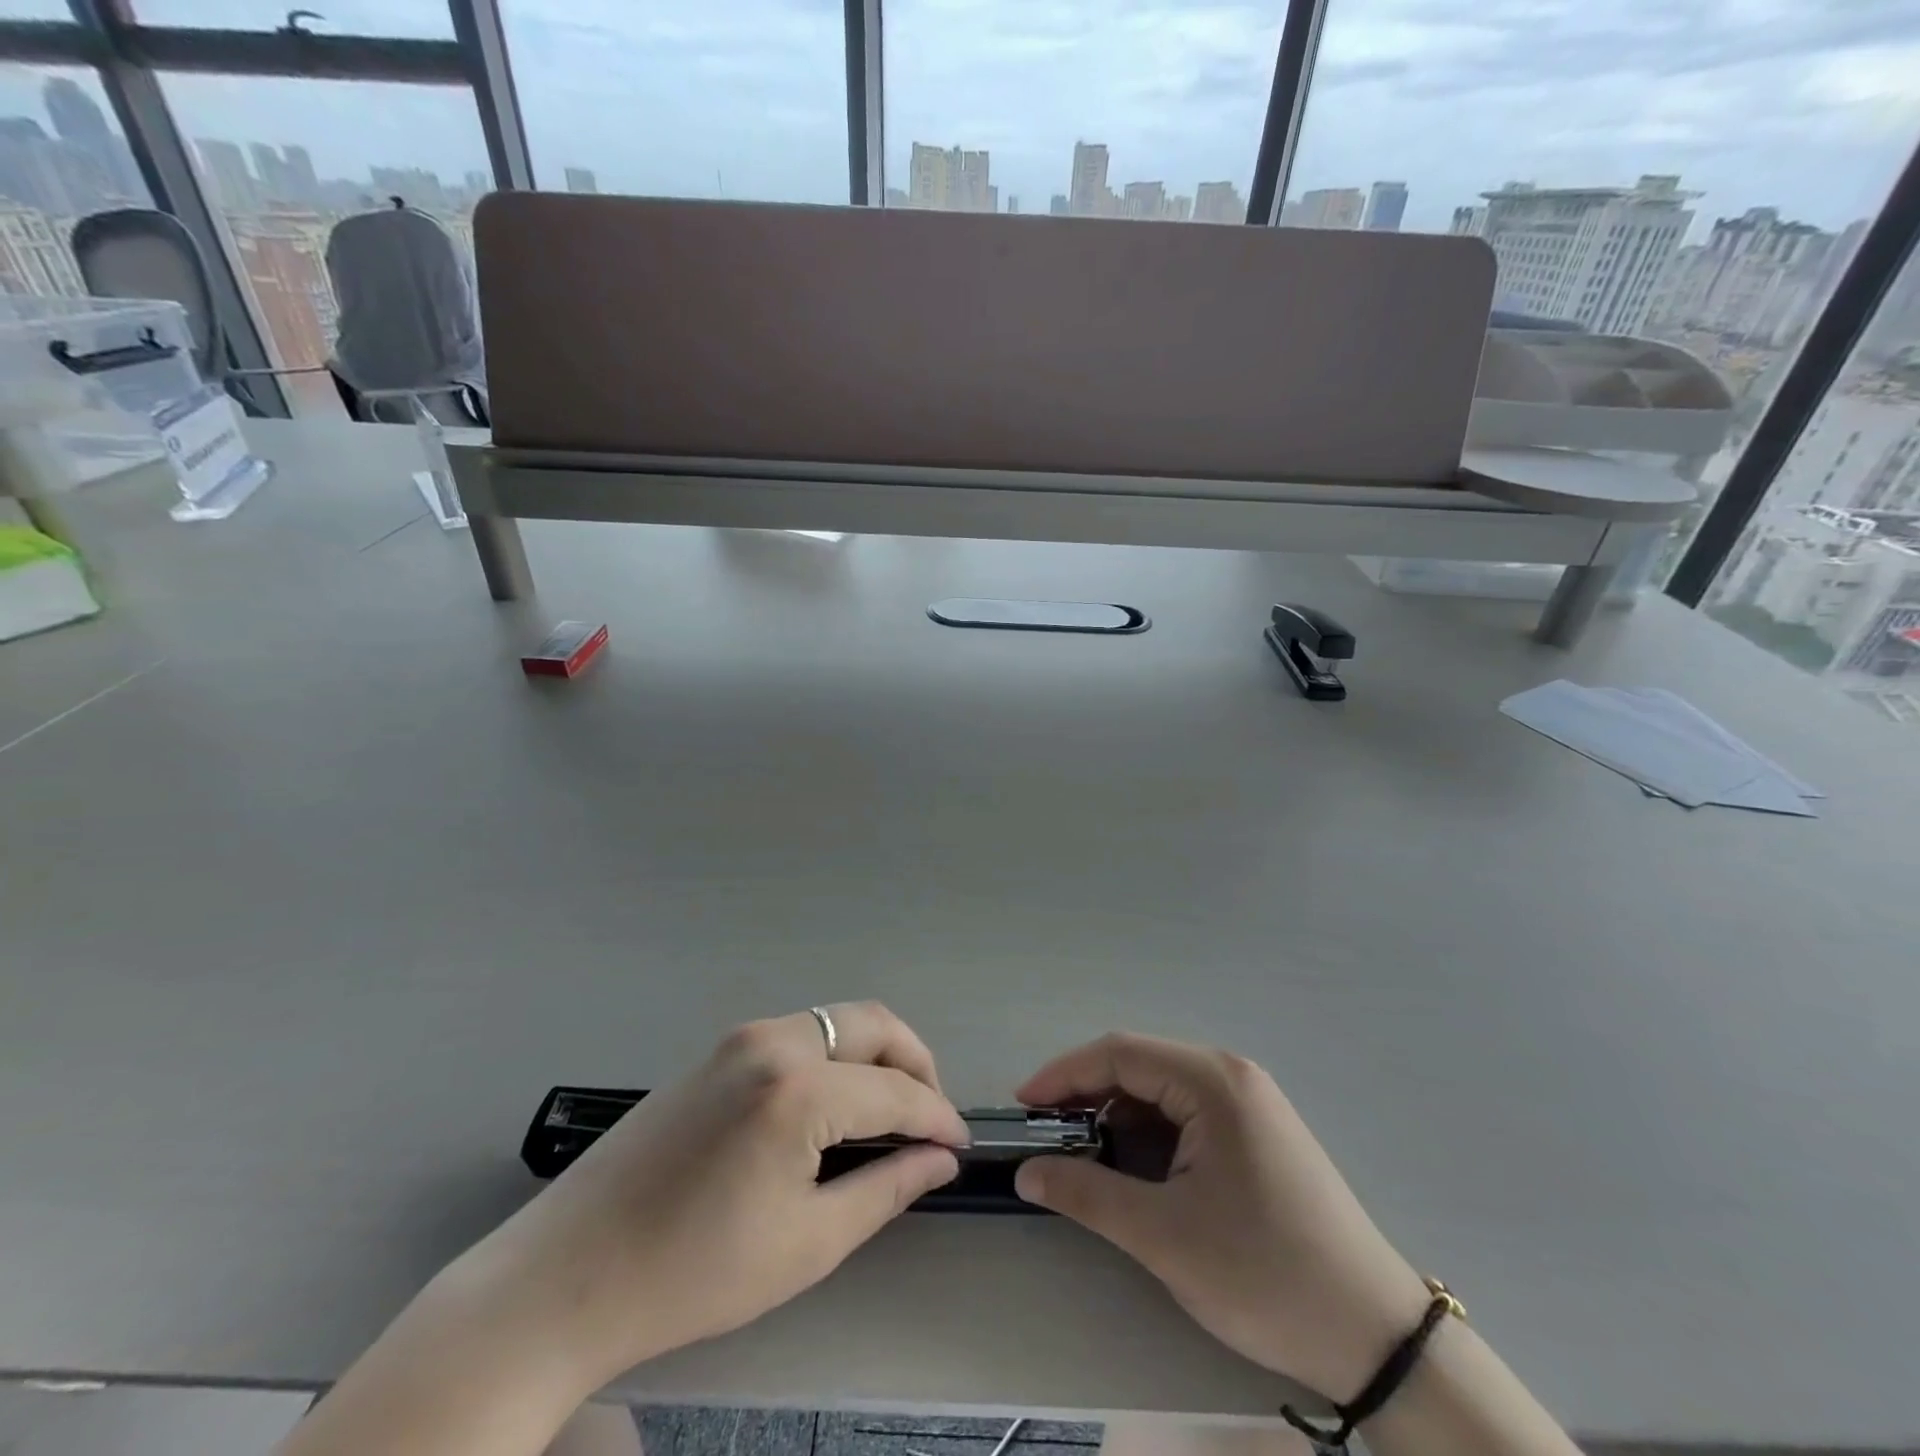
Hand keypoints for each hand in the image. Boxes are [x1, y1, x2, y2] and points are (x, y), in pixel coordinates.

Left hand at [460, 1003, 967, 1388]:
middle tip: (929, 1118)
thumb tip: (940, 1159)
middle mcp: (773, 1041)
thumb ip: (885, 1189)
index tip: (959, 1145)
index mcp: (797, 1088)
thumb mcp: (806, 1242)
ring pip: (837, 1021)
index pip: (895, 1091)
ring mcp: (740, 1038)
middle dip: (915, 1063)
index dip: (937, 1116)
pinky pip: (800, 1033)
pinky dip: (836, 1056)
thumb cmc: (694, 1273)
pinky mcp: (718, 1049)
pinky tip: (834, 1104)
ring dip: (875, 1055)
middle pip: (873, 1023)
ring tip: (888, 1112)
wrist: (567, 1275)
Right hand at [1013, 1033, 1430, 1401]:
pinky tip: (1134, 1170)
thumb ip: (1087, 1194)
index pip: (1118, 1053)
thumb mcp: (1165, 1237)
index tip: (1022, 1108)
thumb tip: (1025, 1172)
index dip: (1063, 1075)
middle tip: (1046, 1136)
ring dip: (1116, 1117)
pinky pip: (1185, 1114)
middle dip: (1086, 1096)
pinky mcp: (1256, 1133)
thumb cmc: (1266, 1275)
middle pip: (1138, 1066)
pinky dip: (1148, 1134)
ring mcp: (1249, 1103)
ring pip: (1160, 1090)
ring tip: (1083, 1158)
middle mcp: (1231, 1075)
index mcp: (1213, 1081)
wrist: (1378, 1338)